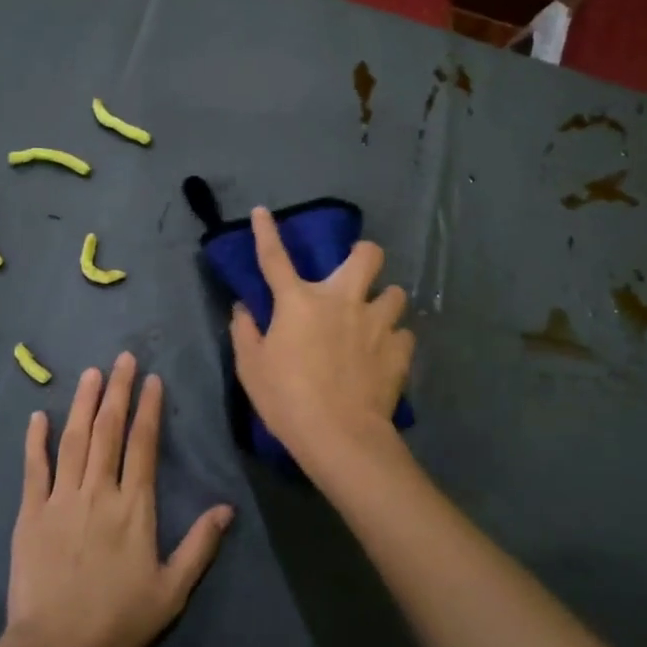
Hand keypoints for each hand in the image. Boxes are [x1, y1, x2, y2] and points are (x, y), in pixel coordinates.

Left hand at [7, 354, 233, 646]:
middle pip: (109, 430)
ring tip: (91, 373)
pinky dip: (36, 440)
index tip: (152, 379)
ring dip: (83, 403)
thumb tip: (227, 508)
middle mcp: (98, 491)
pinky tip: (39, 415)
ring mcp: (61, 499)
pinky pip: (34, 468)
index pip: (143, 444)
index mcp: (134, 506)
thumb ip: (200, 546)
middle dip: (117, 391)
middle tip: (123, 358)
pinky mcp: (30, 513)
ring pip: (74, 439)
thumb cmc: (117, 621)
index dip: (149, 409)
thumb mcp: (171, 591)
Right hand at [229, 206, 414, 472]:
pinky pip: (403, 333)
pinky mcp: (398, 349)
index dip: (266, 232)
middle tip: (355, 275)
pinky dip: (394, 340)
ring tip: (375, 320)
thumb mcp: (251, 368)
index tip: (262, 211)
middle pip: (367, 255)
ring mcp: (376, 322)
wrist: (340, 435)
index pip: (275, 258)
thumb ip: (245, 332)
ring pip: (396, 292)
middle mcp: (342, 300)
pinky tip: (385, 354)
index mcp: (299, 302)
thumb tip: (243, 308)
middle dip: (364, 255)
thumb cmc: (287, 399)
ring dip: (384, 302)